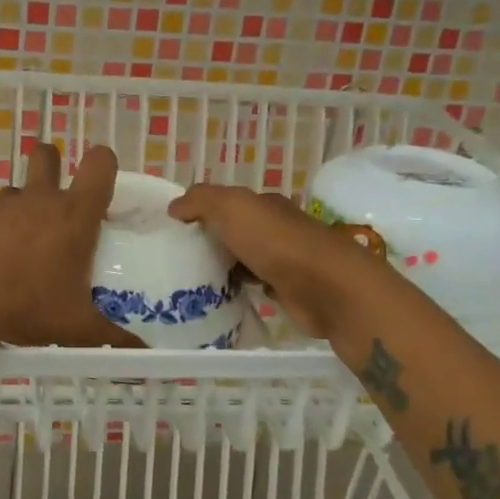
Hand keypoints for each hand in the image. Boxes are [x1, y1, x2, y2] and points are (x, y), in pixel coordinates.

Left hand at [0, 142, 144, 353]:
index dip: (104, 164)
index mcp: (74, 215)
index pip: (99, 164)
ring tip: (25, 247)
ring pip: (16, 191)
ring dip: (23, 208)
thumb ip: (111, 337)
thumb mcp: (75, 328)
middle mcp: (38, 200)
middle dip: (52, 165)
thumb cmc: (26, 303)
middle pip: (46, 155)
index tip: (102, 187)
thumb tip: (142, 352)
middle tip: (58, 200)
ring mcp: (0, 207)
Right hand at [168, 184, 385, 338]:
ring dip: (223, 267)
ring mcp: (284, 260)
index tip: (174, 230)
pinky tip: (220, 297)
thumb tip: (174, 207)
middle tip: (176, 258)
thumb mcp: (231, 207)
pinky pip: (255, 285)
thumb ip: (200, 200)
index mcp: (264, 205)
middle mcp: (276, 228)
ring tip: (191, 281)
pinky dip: (240, 289)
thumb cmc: (275, 241)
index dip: (201, 212)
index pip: (227, 203)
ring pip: (244, 259)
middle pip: (235, 231)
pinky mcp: (288, 290)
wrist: (325, 287)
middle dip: (210, 241)